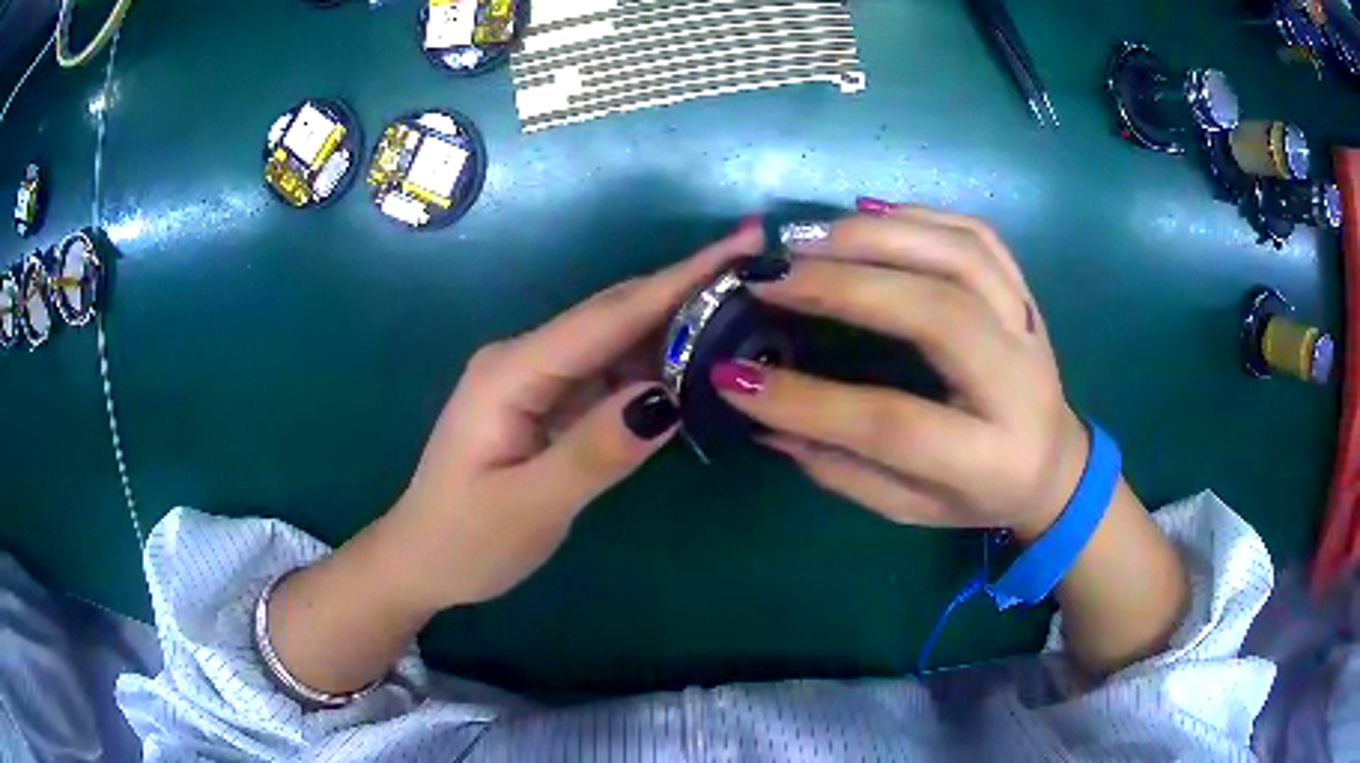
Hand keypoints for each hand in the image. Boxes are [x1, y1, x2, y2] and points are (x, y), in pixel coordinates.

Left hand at [382, 224, 763, 611]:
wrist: (421, 561)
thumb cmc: (465, 540)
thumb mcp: (529, 507)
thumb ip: (594, 451)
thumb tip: (664, 397)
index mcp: (513, 372)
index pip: (609, 316)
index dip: (679, 279)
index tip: (740, 245)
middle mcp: (525, 359)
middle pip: (615, 314)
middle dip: (686, 287)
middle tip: (759, 269)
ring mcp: (536, 379)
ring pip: (616, 340)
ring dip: (676, 324)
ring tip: (743, 309)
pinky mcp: (547, 402)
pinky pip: (609, 373)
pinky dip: (654, 365)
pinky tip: (693, 362)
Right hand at [714, 208, 1087, 538]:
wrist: (1056, 464)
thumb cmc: (979, 496)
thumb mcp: (911, 509)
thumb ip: (841, 469)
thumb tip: (763, 415)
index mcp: (988, 458)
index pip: (894, 423)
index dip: (809, 400)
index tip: (732, 377)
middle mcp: (1018, 384)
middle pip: (938, 314)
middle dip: (847, 287)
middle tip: (772, 276)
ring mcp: (1029, 328)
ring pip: (962, 257)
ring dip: (878, 237)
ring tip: (808, 237)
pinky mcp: (1026, 295)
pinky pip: (979, 237)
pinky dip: (920, 215)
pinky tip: (867, 213)